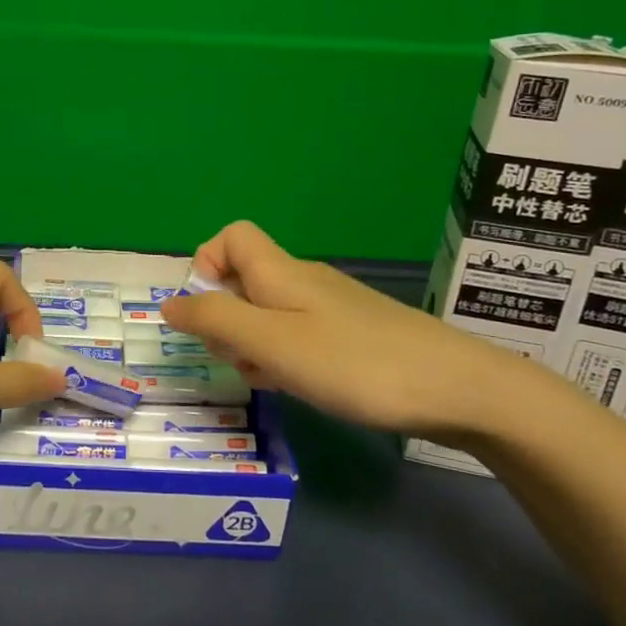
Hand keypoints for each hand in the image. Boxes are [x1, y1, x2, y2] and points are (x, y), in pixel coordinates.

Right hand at [159, 221, 529, 442]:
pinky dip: (282, 356)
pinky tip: (297, 386)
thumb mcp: (271, 343)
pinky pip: (297, 334)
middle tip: (237, 358)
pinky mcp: (351, 334)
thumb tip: (169, 303)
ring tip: (268, 380)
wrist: (456, 388)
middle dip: (223, 317)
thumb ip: (215, 320)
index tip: (207, 312)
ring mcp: (329, 308)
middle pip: (243, 279)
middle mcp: (302, 281)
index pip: (231, 236)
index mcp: (279, 272)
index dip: (206, 264)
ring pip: (268, 312)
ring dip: (251, 343)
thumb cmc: (353, 363)